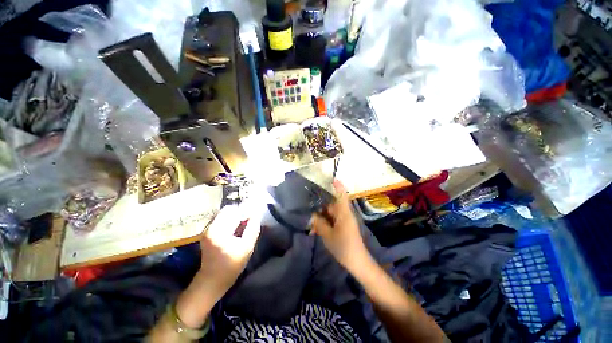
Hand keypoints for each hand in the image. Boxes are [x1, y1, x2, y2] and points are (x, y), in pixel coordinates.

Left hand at [197, 203, 261, 300]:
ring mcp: (206, 230)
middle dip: (239, 215)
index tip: (251, 219)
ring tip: (241, 229)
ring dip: (235, 219)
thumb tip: (256, 215)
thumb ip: (252, 229)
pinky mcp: (207, 233)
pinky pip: (221, 221)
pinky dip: (230, 223)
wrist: (211, 281)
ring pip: (225, 215)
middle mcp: (209, 227)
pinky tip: (234, 233)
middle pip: (228, 211)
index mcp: (217, 230)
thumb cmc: (230, 266)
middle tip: (247, 224)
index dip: (244, 212)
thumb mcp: (246, 248)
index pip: (232, 210)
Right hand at [310, 180, 368, 270]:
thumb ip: (320, 223)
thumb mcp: (328, 235)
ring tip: (311, 223)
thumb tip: (313, 215)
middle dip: (321, 206)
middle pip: (332, 204)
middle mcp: (345, 214)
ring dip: (321, 217)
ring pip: (331, 213)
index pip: (342, 195)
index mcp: (344, 213)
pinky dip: (325, 223)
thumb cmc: (343, 247)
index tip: (332, 179)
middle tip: (308, 207)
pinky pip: (333, 220)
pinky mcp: (344, 227)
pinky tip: (316, 230)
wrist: (357, 262)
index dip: (338, 186)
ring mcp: (345, 221)